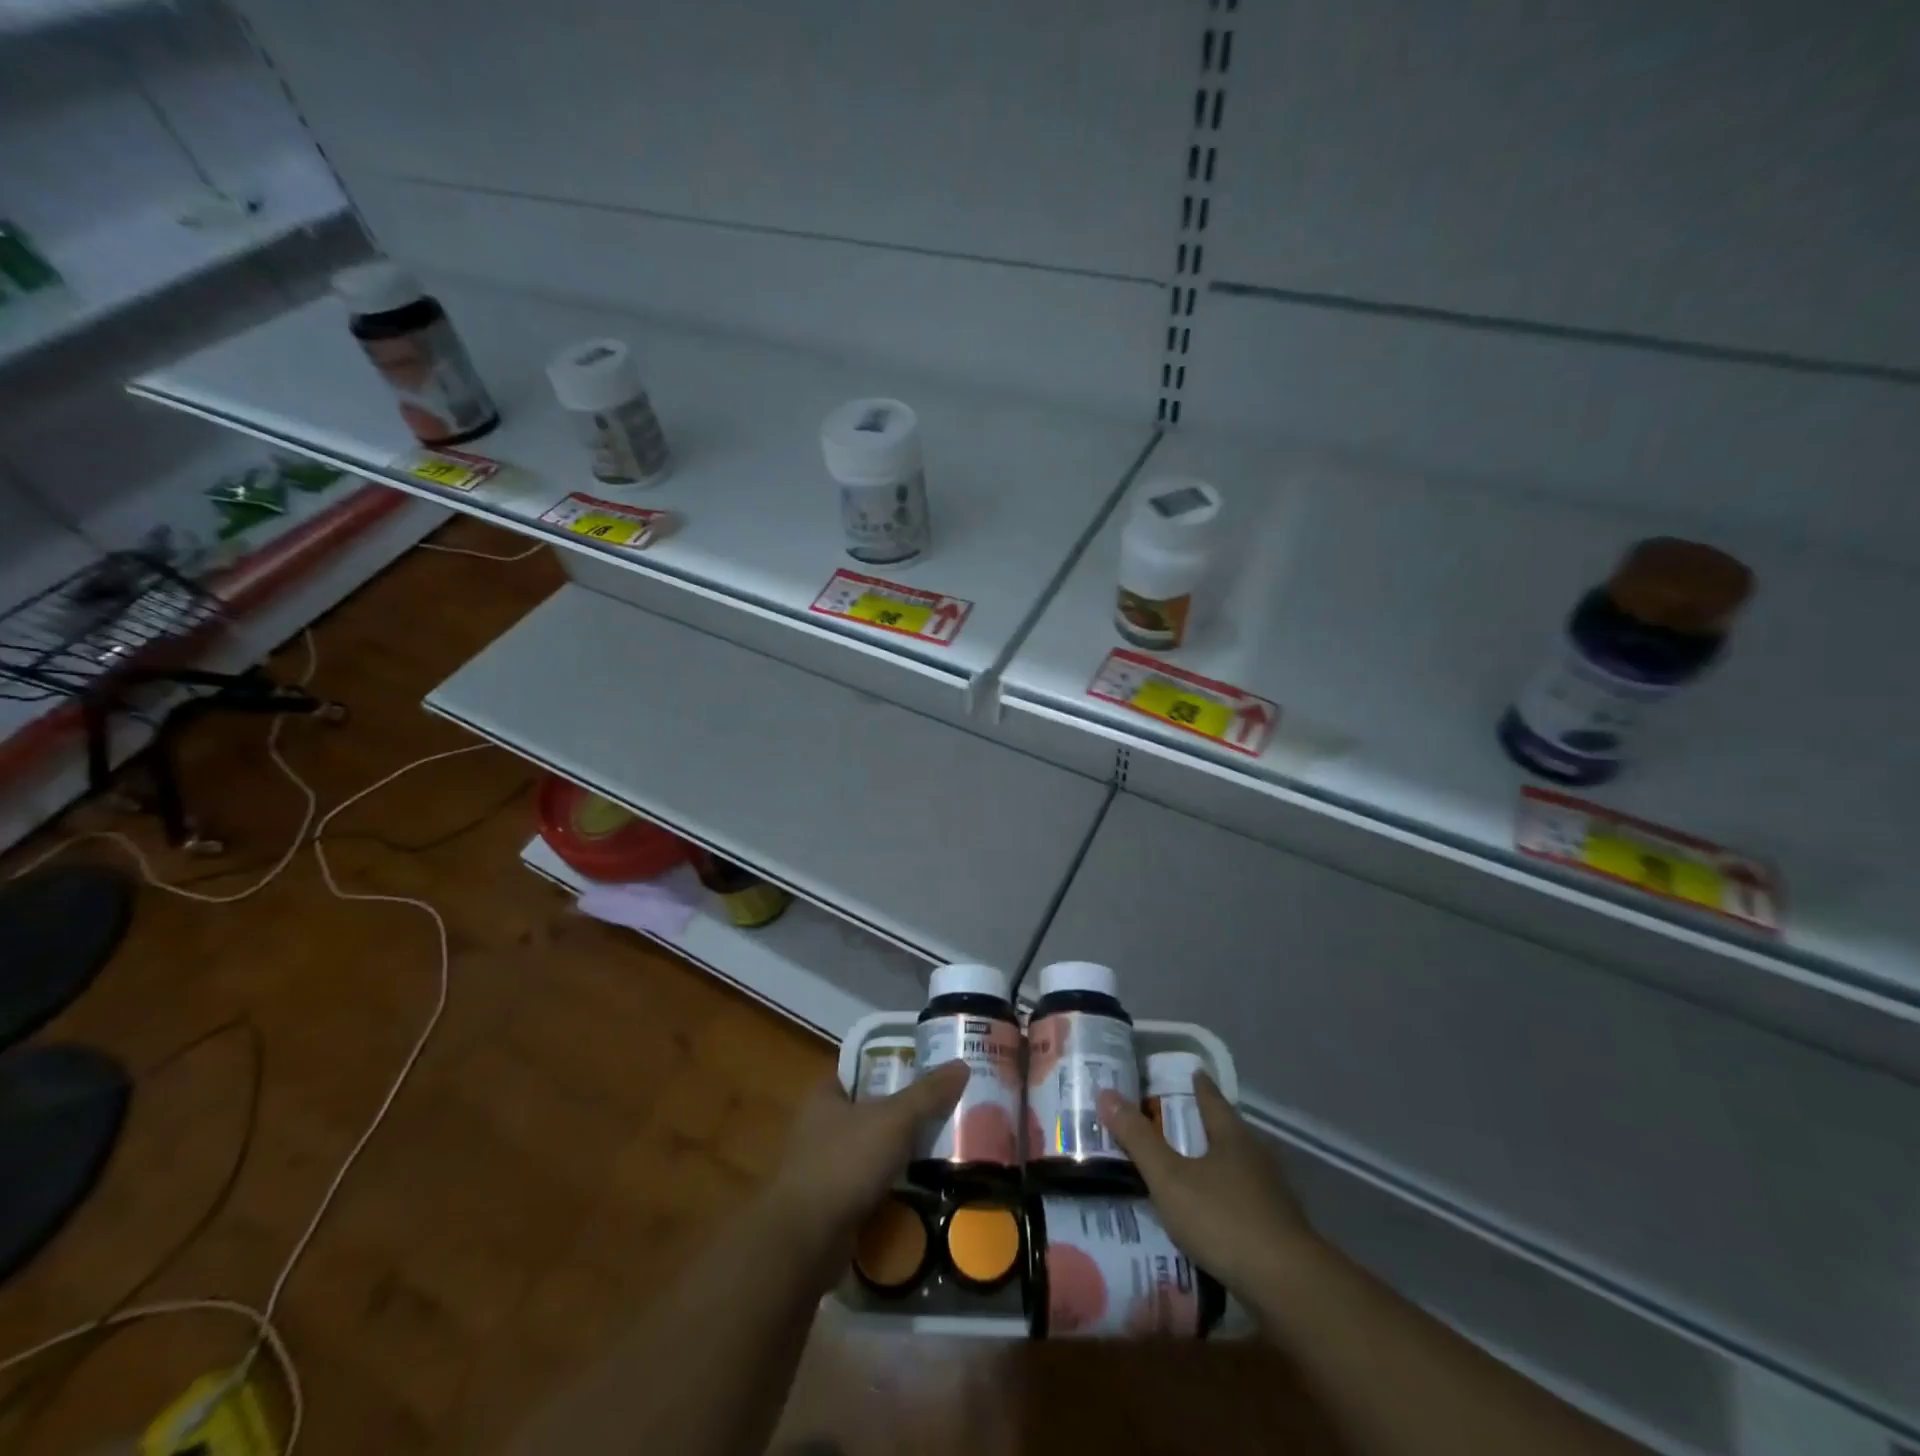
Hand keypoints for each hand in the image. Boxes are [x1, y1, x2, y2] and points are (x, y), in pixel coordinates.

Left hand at [766, 1062, 968, 1253]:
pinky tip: (924, 1187)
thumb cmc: (844, 1164)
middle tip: (945, 1107)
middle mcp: (820, 1126)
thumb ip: (927, 1093)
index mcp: (825, 1095)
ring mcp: (824, 1167)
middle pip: (871, 1109)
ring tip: (943, 1146)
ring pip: (872, 1149)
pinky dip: (893, 1185)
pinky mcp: (833, 1204)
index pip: (862, 1068)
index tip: (928, 1067)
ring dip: (901, 1152)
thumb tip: (962, 1064)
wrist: (805, 1243)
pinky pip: (870, 1185)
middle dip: (904, 1111)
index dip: (893, 1064)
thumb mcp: (893, 1120)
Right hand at [1097, 1074, 1318, 1297]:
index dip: (1194, 1083)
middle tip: (1163, 1122)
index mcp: (1232, 1135)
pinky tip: (1202, 1215)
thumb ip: (1138, 1139)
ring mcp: (1270, 1195)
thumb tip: (1106, 1093)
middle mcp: (1255, 1156)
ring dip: (1208, 1165)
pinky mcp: (1276, 1230)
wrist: (1289, 1289)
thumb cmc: (1225, 1220)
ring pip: (1232, 1167)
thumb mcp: (1171, 1179)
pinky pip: (1239, 1201)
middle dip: (1197, 1124)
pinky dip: (1219, 1199)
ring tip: (1177, 1170)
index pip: (1209, 1096)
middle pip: (1223, 1130)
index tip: (1180, 1073)